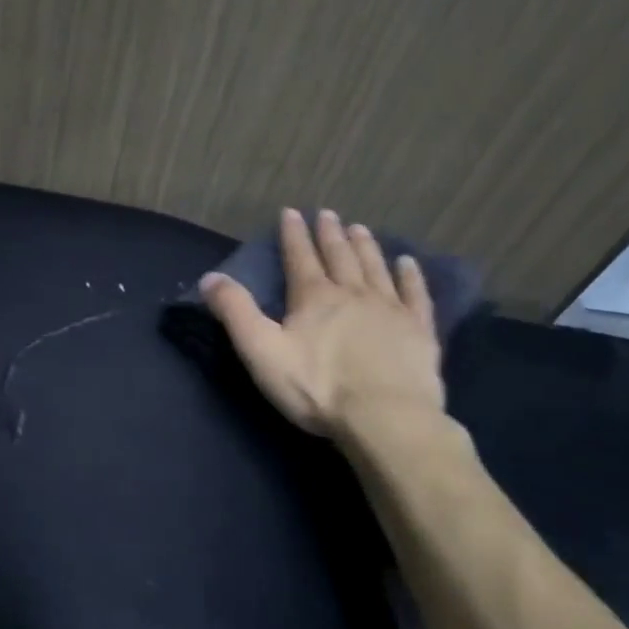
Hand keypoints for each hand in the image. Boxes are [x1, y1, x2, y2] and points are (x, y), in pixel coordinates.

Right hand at [201, 207, 444, 443]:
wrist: (384, 416)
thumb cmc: (317, 387)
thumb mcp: (261, 351)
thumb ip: (236, 313)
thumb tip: (210, 277)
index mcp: (314, 297)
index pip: (300, 258)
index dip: (293, 234)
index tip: (291, 212)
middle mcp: (353, 293)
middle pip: (340, 256)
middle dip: (330, 234)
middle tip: (328, 214)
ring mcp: (390, 309)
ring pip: (376, 268)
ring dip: (366, 246)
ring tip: (359, 228)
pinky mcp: (419, 330)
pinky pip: (415, 294)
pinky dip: (410, 276)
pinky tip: (409, 264)